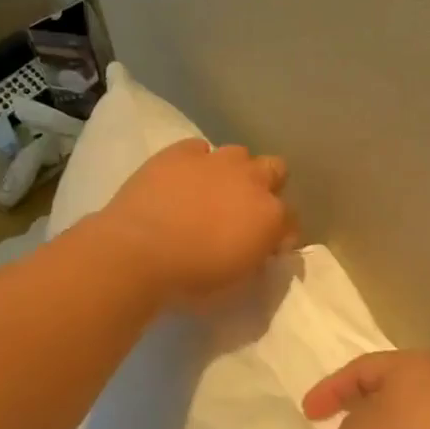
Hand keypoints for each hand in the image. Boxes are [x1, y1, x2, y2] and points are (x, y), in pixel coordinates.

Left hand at [96, 140, 294, 302]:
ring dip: (233, 171)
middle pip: (276, 169)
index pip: (292, 219)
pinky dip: (196, 162)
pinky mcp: (181, 152)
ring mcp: (216, 161)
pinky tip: (183, 179)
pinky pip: (198, 149)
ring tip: (212, 190)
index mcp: (270, 215)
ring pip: (239, 154)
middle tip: (245, 208)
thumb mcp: (237, 279)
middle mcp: (251, 180)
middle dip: (267, 186)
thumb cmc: (190, 278)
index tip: (268, 247)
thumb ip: (256, 256)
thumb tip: (261, 247)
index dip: (281, 232)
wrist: (138, 253)